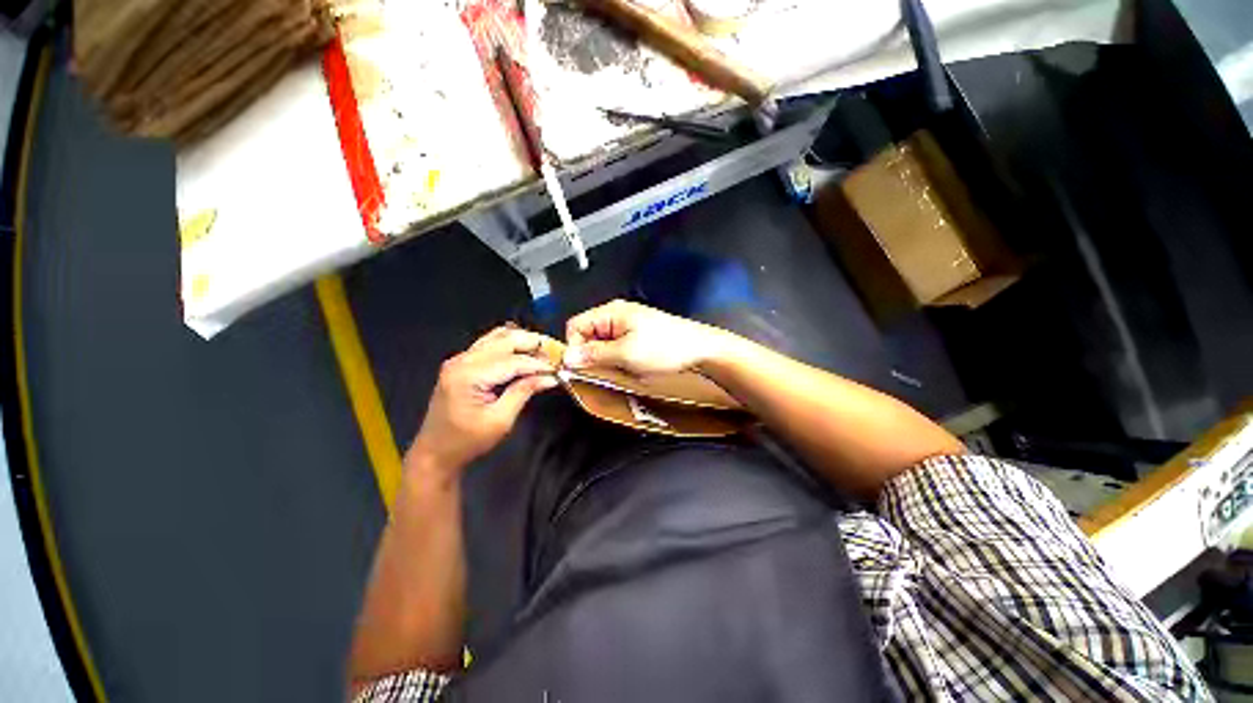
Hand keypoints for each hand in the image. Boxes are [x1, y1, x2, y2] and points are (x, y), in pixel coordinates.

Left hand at [408, 326, 558, 475]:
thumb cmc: (467, 441)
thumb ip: (524, 392)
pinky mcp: (462, 362)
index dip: (538, 364)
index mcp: (468, 375)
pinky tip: (525, 353)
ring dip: (523, 341)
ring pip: (498, 337)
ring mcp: (460, 359)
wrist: (436, 451)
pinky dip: (510, 345)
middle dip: (533, 344)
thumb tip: (550, 377)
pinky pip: (490, 344)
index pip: (512, 361)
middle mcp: (462, 360)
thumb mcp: (500, 420)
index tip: (559, 369)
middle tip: (555, 354)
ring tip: (544, 352)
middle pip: (505, 340)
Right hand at [563, 300, 727, 375]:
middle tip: (607, 370)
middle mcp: (615, 315)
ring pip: (602, 344)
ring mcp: (627, 325)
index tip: (581, 368)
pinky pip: (616, 348)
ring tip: (624, 368)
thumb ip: (594, 355)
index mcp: (610, 312)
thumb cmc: (664, 348)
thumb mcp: (626, 354)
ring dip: (607, 359)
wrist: (700, 349)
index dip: (574, 348)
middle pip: (588, 335)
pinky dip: (619, 359)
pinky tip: (632, 366)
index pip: (575, 327)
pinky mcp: (637, 335)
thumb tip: (566, 358)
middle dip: (593, 355)